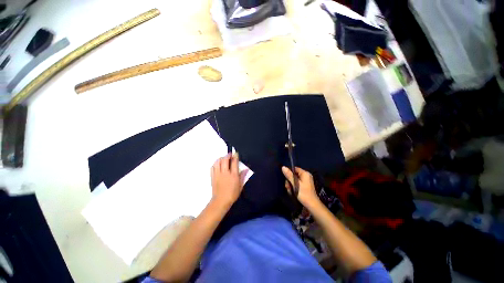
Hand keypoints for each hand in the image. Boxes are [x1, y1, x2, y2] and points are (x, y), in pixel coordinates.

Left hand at [211, 153, 247, 208]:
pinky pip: (212, 167)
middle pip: (225, 160)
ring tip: (223, 158)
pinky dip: (215, 164)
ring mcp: (218, 174)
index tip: (236, 153)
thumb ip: (243, 176)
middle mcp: (225, 173)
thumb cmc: (232, 194)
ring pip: (217, 162)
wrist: (221, 201)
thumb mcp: (240, 186)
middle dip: (227, 155)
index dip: (235, 156)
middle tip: (230, 154)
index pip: (234, 162)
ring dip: (221, 158)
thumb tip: (246, 169)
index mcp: (233, 175)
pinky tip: (217, 164)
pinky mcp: (213, 177)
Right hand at [282, 166, 319, 207]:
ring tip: (290, 190)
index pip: (294, 169)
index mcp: (305, 173)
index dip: (289, 173)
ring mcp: (306, 181)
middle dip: (289, 180)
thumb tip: (283, 167)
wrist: (311, 205)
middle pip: (294, 175)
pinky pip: (297, 183)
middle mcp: (306, 176)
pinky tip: (292, 192)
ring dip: (291, 185)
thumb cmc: (303, 193)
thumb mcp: (295, 184)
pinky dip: (294, 187)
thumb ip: (289, 175)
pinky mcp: (305, 186)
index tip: (286, 178)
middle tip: (287, 187)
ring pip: (294, 180)